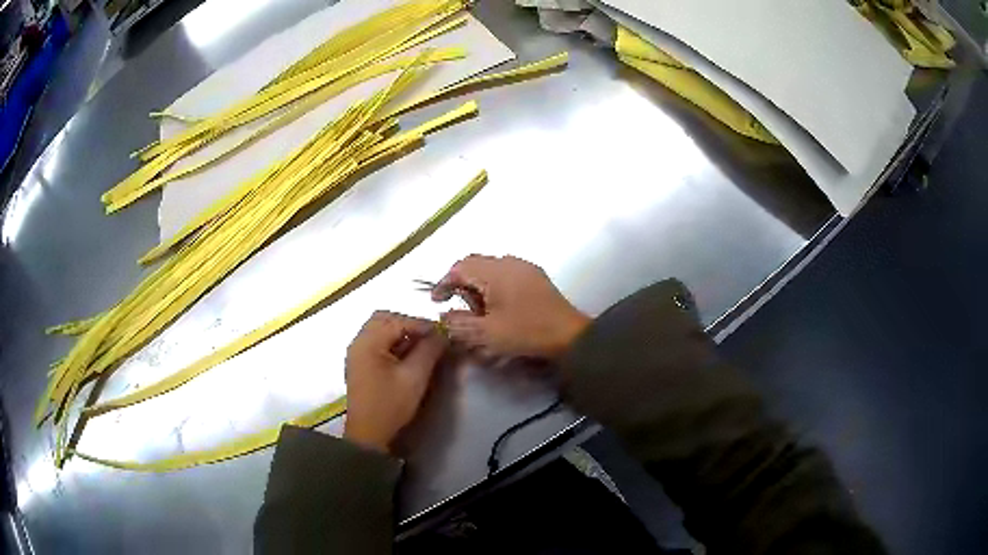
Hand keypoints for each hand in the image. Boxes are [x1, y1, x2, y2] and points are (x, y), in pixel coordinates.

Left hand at [344, 311, 446, 453]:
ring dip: (400, 333)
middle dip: (408, 324)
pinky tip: (406, 356)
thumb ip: (429, 351)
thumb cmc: (390, 405)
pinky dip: (392, 343)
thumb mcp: (414, 377)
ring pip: (379, 330)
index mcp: (368, 342)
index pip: (397, 321)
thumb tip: (442, 333)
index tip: (441, 332)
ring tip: (420, 347)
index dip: (421, 324)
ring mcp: (356, 353)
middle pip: (384, 319)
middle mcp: (358, 342)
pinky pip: (376, 342)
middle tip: (428, 336)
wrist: (368, 433)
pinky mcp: (359, 363)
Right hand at [433, 255, 589, 359]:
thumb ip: (459, 323)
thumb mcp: (486, 333)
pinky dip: (494, 284)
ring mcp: (524, 266)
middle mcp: (508, 261)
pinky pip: (506, 271)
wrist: (569, 334)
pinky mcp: (535, 275)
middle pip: (474, 264)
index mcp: (494, 271)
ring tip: (478, 308)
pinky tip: (498, 304)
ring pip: (490, 267)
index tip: (436, 301)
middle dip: (460, 282)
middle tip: (456, 304)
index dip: (443, 283)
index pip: (459, 268)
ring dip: (478, 283)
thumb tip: (443, 316)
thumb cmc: (526, 332)